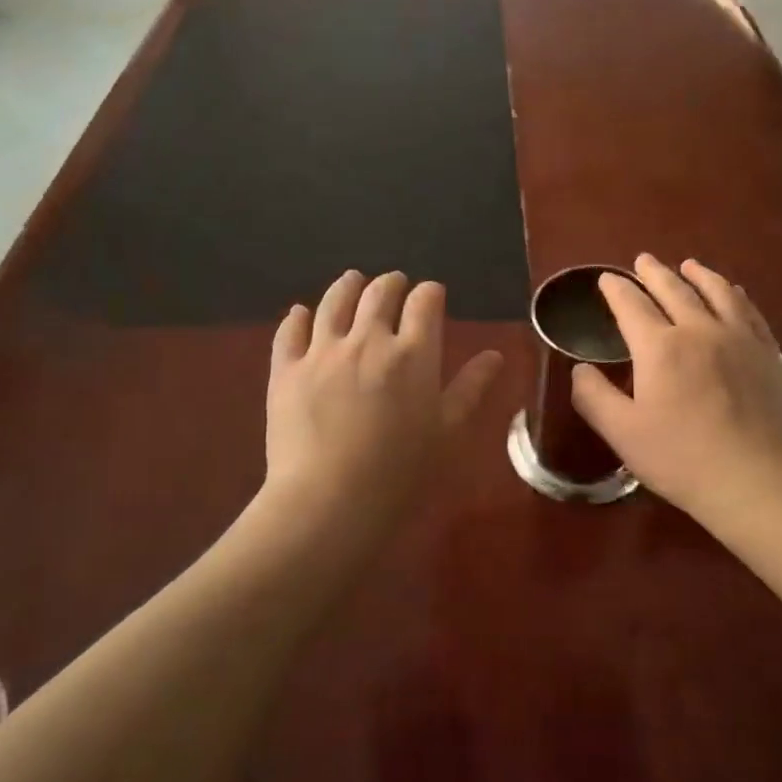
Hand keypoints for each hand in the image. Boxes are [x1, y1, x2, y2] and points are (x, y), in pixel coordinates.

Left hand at [265, 270, 501, 528]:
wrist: (329, 502)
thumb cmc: (401, 472)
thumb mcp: (448, 432)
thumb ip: (471, 388)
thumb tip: (494, 355)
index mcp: (413, 353)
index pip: (424, 302)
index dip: (430, 293)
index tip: (432, 296)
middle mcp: (368, 340)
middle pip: (379, 293)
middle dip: (391, 283)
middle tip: (395, 285)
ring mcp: (322, 351)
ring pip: (334, 302)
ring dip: (347, 286)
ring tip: (352, 280)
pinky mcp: (286, 370)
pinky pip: (290, 331)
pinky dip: (297, 317)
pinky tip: (300, 313)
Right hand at [571, 254, 781, 520]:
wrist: (755, 479)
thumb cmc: (681, 458)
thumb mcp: (622, 433)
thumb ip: (594, 396)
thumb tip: (579, 368)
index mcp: (659, 347)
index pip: (631, 306)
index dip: (616, 290)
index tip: (606, 279)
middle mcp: (699, 330)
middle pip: (673, 290)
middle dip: (654, 273)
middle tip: (643, 260)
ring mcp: (739, 339)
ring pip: (716, 292)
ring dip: (699, 275)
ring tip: (689, 265)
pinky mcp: (768, 354)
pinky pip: (750, 312)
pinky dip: (736, 296)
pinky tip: (734, 293)